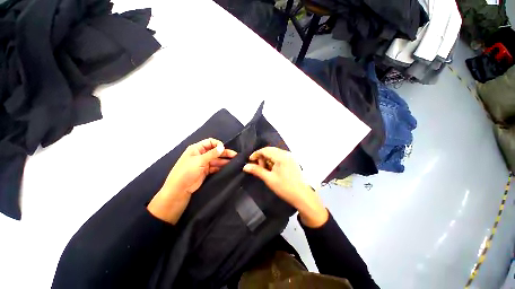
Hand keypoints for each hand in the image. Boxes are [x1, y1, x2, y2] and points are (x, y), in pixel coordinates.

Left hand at [148, 138, 236, 223]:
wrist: (179, 190)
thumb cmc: (187, 172)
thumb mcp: (199, 161)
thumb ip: (212, 154)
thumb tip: (222, 147)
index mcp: (197, 149)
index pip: (210, 142)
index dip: (218, 144)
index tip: (224, 149)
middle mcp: (201, 154)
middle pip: (215, 151)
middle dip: (224, 152)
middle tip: (235, 155)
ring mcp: (204, 163)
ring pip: (216, 159)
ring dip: (224, 160)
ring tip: (234, 162)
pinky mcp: (206, 171)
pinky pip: (215, 166)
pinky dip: (221, 166)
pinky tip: (228, 167)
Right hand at [242, 147, 327, 227]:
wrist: (303, 196)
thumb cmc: (285, 187)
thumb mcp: (269, 179)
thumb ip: (257, 170)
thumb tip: (245, 166)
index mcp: (281, 156)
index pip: (265, 150)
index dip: (256, 154)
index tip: (250, 161)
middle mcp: (286, 154)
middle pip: (270, 150)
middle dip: (262, 157)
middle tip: (258, 167)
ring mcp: (290, 157)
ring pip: (275, 154)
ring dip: (267, 159)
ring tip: (265, 170)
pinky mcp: (292, 161)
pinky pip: (280, 157)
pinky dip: (273, 161)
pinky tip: (272, 170)